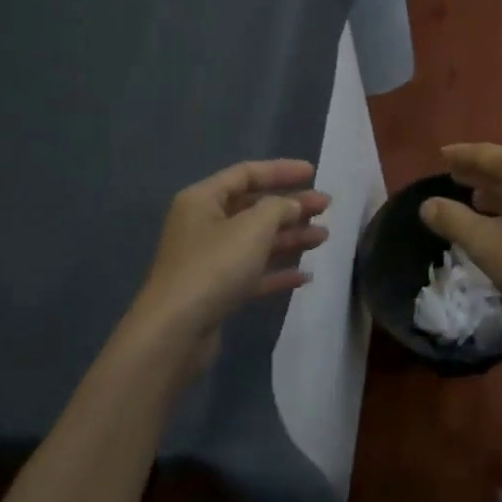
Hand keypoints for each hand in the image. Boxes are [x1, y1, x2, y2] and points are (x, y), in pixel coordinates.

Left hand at [133, 159, 329, 367]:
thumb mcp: (252, 228)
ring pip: (256, 241)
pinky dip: (277, 271)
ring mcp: (209, 260)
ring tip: (323, 238)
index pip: (245, 174)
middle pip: (253, 207)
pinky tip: (304, 276)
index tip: (313, 172)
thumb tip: (292, 205)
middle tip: (325, 206)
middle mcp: (203, 225)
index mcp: (203, 200)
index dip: (280, 171)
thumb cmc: (214, 267)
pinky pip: (252, 273)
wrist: (175, 331)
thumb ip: (278, 208)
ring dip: (289, 237)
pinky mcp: (216, 291)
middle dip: (291, 206)